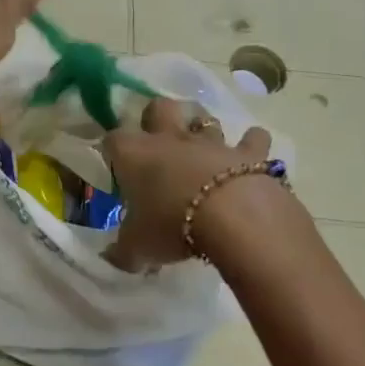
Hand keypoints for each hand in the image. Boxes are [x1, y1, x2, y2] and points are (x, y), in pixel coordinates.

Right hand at [104, 97, 279, 270]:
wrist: (232, 218)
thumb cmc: (172, 226)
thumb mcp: (138, 248)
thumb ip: (123, 252)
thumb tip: (112, 258)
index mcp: (135, 155)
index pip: (112, 139)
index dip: (113, 150)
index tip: (117, 167)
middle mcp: (170, 138)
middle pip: (158, 107)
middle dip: (156, 117)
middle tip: (157, 141)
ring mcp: (211, 142)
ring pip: (204, 118)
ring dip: (202, 128)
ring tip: (201, 148)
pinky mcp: (247, 152)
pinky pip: (252, 139)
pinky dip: (252, 143)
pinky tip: (250, 155)